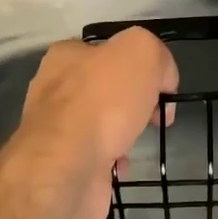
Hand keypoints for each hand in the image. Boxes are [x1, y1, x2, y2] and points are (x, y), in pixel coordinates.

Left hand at [19, 27, 177, 218]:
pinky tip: (119, 164)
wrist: (67, 167)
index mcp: (66, 56)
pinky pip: (96, 156)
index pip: (108, 50)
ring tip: (134, 141)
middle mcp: (55, 88)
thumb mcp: (142, 52)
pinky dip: (113, 161)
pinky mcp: (61, 162)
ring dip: (124, 133)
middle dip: (135, 102)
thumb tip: (162, 80)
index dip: (141, 65)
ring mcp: (55, 128)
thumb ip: (157, 56)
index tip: (160, 87)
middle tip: (154, 115)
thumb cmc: (102, 103)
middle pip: (107, 89)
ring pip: (102, 123)